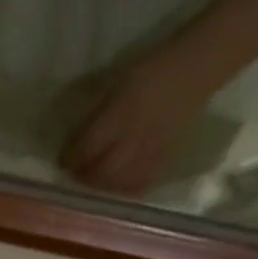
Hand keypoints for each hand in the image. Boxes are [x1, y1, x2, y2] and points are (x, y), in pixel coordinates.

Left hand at [60, 43, 229, 194]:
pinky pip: (138, 185)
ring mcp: (150, 152)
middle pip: (99, 173)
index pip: (85, 148)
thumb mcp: (116, 86)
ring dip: (100, 186)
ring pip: (117, 184)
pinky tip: (117, 185)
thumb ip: (97, 116)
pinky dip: (123, 189)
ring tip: (93, 180)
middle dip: (83, 177)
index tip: (62, 161)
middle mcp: (133, 138)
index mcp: (119, 115)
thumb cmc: (151, 70)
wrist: (195, 69)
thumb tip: (76, 141)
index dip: (70, 158)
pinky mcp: (163, 160)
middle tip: (76, 174)